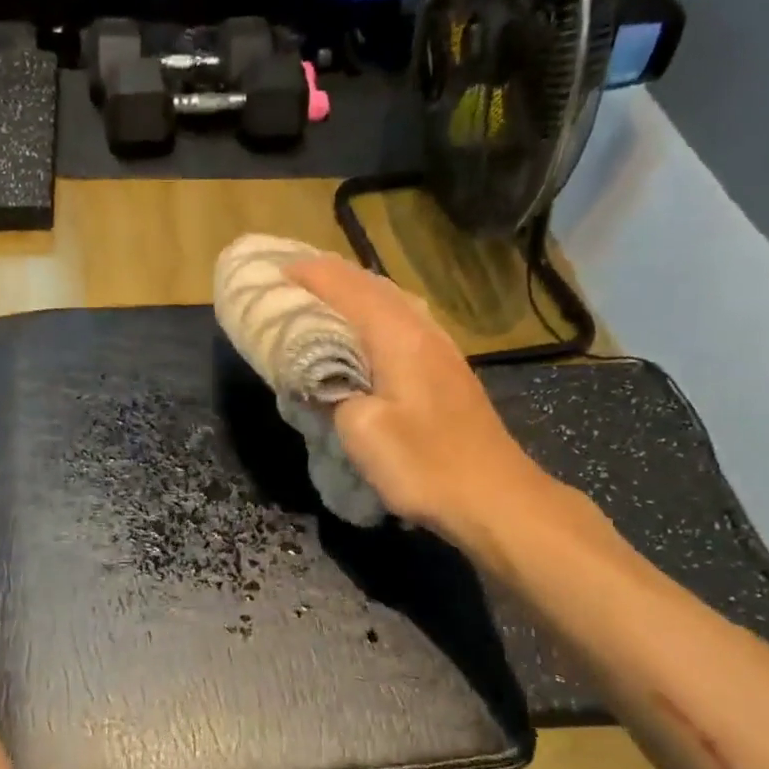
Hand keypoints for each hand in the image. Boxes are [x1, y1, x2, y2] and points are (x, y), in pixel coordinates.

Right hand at [286, 255, 552, 535]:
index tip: (273, 271)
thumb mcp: (363, 432)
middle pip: (371, 286)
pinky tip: (362, 337)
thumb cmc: (425, 465)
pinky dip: (372, 318)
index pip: (347, 288)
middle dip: (329, 277)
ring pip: (390, 303)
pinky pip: (401, 325)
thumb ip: (332, 394)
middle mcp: (422, 331)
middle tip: (291, 283)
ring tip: (319, 303)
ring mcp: (440, 350)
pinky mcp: (446, 372)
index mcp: (398, 337)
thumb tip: (319, 379)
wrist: (494, 498)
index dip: (309, 275)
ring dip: (353, 296)